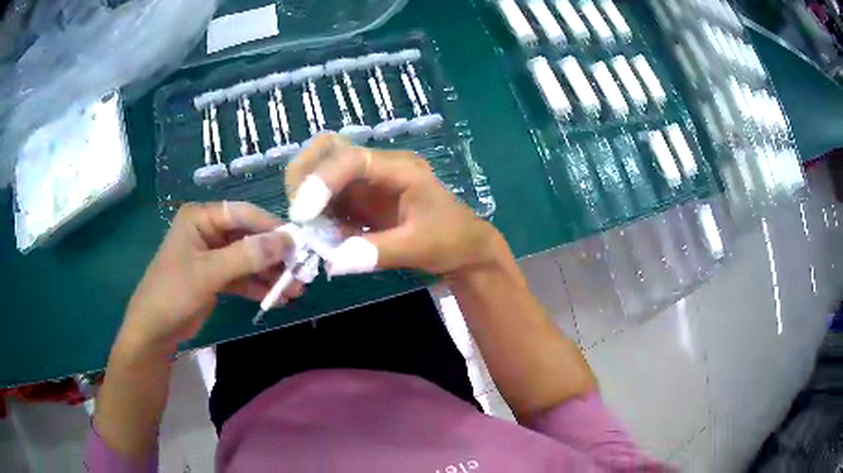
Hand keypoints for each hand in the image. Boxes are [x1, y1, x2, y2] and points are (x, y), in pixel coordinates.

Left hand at [117, 201, 301, 355]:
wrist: (155, 329)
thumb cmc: (174, 293)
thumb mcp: (208, 273)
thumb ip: (246, 256)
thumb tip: (286, 240)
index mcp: (201, 218)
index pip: (242, 214)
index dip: (270, 227)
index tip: (297, 244)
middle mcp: (208, 231)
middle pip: (248, 237)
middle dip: (273, 256)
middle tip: (300, 272)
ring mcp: (213, 255)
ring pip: (248, 259)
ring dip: (270, 274)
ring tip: (295, 290)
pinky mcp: (216, 276)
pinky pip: (242, 276)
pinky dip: (258, 286)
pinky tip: (277, 298)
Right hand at [285, 134, 503, 276]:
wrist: (464, 246)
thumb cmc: (452, 240)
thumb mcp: (421, 248)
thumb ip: (378, 252)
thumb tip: (332, 261)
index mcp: (400, 168)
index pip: (353, 159)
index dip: (322, 180)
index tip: (303, 214)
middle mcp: (379, 166)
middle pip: (328, 149)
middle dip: (304, 175)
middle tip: (299, 214)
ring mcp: (367, 181)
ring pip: (321, 169)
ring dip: (305, 194)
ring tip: (308, 228)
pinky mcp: (359, 198)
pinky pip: (327, 197)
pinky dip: (316, 212)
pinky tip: (321, 233)